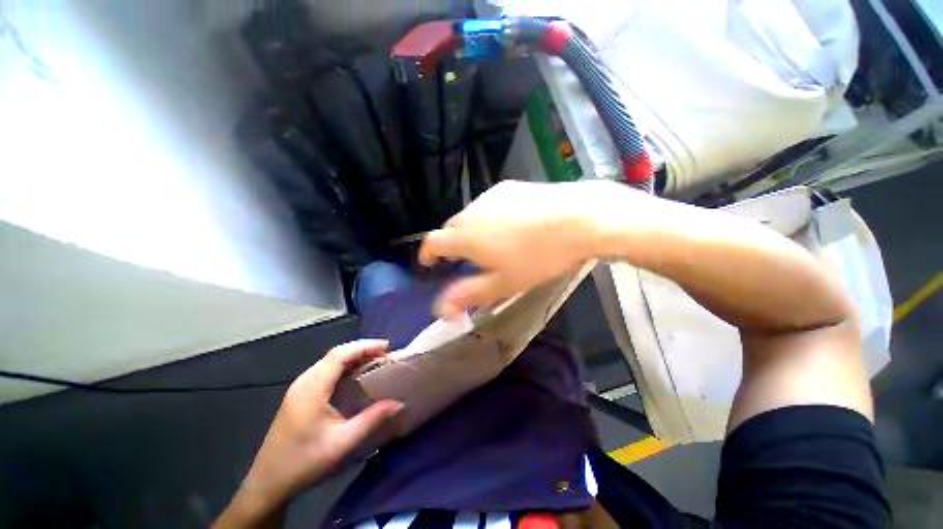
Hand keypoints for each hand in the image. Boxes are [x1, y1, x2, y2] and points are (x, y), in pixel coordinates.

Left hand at [215, 340, 402, 526]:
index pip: (339, 354)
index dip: (364, 346)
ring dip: (353, 356)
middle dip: (362, 349)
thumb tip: (399, 403)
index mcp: (312, 388)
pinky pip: (325, 370)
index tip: (387, 347)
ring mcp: (299, 387)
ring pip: (329, 361)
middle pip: (335, 354)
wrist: (268, 483)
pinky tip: (354, 375)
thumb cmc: (304, 462)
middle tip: (385, 353)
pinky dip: (344, 366)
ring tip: (375, 360)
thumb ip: (372, 419)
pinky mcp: (299, 395)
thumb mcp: (343, 442)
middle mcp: (304, 381)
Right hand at [419, 180, 632, 314]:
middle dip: (451, 245)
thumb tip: (440, 309)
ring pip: (470, 216)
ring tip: (487, 244)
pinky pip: (489, 205)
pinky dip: (488, 218)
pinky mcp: (510, 188)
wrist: (578, 218)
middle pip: (451, 228)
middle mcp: (472, 211)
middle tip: (462, 260)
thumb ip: (468, 295)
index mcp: (465, 236)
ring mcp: (492, 196)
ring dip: (471, 231)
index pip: (433, 242)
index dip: (427, 254)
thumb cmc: (538, 257)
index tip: (429, 263)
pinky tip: (508, 226)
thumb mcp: (503, 283)